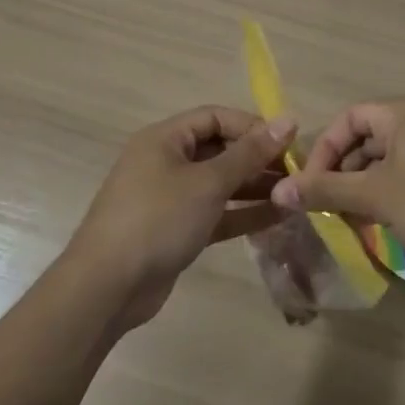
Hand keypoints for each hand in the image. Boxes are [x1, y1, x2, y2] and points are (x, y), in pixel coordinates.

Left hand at [65, 107, 295, 332]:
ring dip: (255, 188)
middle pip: (219, 149)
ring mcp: (170, 198)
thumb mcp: (207, 182)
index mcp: (165, 139)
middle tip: (297, 172)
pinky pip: (215, 213)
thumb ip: (249, 153)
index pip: (215, 117)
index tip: (288, 142)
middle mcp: (166, 162)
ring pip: (220, 184)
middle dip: (257, 159)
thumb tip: (288, 119)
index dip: (252, 126)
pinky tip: (277, 218)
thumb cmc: (157, 219)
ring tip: (294, 195)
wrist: (107, 288)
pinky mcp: (176, 230)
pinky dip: (242, 214)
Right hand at [271, 96, 404, 267]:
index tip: (310, 185)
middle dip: (344, 170)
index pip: (349, 118)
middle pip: (369, 136)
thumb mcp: (376, 197)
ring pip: (390, 155)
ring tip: (356, 217)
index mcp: (403, 111)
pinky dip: (392, 187)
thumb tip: (279, 190)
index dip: (323, 150)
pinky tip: (388, 217)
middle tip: (330, 205)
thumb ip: (326, 190)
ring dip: (366, 182)